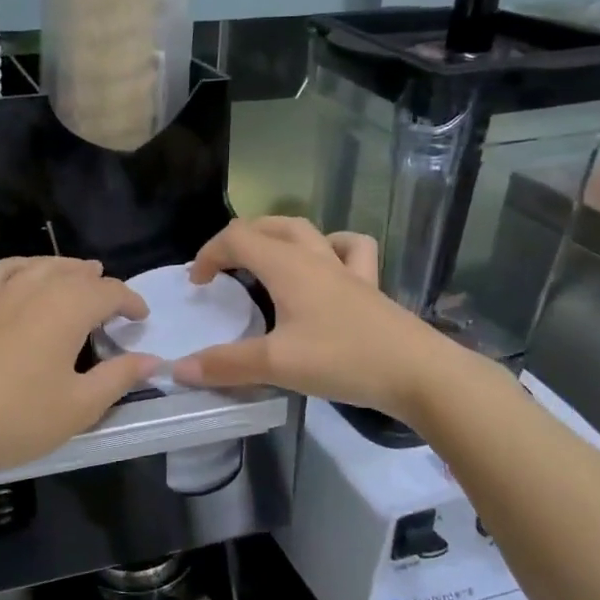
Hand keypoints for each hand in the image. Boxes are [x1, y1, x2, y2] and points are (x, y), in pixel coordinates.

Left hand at [0, 258, 158, 484]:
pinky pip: (1, 271)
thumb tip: (152, 359)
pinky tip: (24, 274)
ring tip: (79, 275)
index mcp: (67, 309)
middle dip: (100, 284)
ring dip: (66, 268)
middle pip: (75, 274)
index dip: (130, 301)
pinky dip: (22, 266)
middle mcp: (34, 289)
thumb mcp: (79, 407)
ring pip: (40, 266)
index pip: (109, 292)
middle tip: (113, 302)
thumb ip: (119, 378)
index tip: (141, 318)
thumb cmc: (16, 419)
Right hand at [173, 217, 437, 416]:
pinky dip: (332, 248)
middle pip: (271, 226)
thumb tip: (179, 369)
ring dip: (280, 236)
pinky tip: (328, 267)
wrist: (420, 373)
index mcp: (288, 266)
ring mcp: (348, 270)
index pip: (237, 238)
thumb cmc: (343, 360)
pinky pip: (350, 251)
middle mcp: (316, 258)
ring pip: (309, 231)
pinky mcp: (371, 287)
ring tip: (267, 259)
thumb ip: (226, 365)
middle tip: (223, 268)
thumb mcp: (277, 365)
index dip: (209, 254)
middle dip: (239, 239)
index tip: (197, 285)